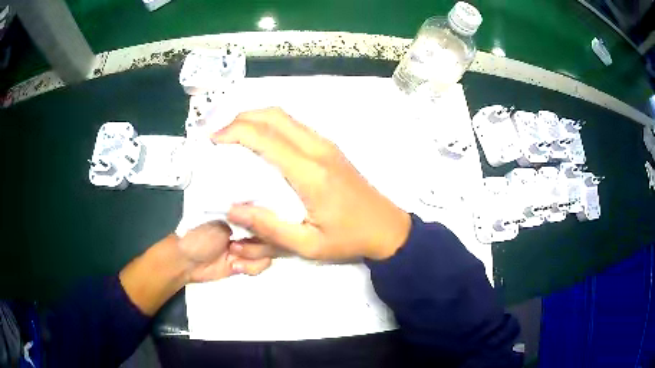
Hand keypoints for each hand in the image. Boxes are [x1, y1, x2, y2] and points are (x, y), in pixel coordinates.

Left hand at [178, 221, 271, 281]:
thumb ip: (243, 219)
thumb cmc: (200, 237)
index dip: (270, 223)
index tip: (268, 228)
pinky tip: (235, 266)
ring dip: (253, 257)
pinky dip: (250, 267)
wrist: (186, 261)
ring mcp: (246, 249)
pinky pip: (258, 266)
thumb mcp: (221, 222)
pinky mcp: (244, 264)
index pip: (265, 217)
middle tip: (241, 246)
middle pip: (270, 237)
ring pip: (267, 254)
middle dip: (261, 244)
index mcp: (240, 217)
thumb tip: (262, 212)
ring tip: (234, 257)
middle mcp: (246, 232)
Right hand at [212, 107, 410, 260]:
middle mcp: (318, 149)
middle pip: (274, 116)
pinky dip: (270, 124)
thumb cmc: (349, 238)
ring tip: (233, 135)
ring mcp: (326, 144)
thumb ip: (269, 228)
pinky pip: (294, 125)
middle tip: (219, 135)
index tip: (212, 140)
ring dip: (255, 118)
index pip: (266, 138)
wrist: (387, 228)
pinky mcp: (329, 147)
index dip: (234, 131)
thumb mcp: (308, 244)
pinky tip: (259, 141)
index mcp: (311, 172)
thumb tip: (232, 208)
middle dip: (241, 118)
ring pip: (284, 116)